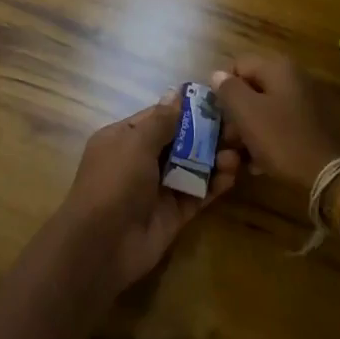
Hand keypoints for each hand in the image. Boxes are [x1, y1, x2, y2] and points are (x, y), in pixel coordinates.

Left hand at [58, 89, 234, 293]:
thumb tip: (177, 92)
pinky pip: (198, 194)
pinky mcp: (174, 214)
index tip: (219, 101)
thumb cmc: (114, 183)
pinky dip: (215, 184)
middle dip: (208, 134)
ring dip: (215, 159)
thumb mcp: (135, 143)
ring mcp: (158, 189)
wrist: (101, 246)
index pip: (160, 117)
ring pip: (193, 167)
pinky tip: (232, 176)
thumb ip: (162, 120)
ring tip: (237, 154)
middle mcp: (141, 161)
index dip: (187, 109)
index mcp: (124, 138)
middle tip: (238, 129)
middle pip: (181, 141)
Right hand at [210, 52, 339, 188]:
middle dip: (236, 112)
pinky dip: (267, 138)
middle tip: (227, 139)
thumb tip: (218, 75)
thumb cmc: (282, 138)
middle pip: (252, 88)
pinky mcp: (312, 123)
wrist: (328, 173)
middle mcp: (294, 77)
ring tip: (240, 155)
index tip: (217, 115)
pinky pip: (280, 124)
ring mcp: (306, 100)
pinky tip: (259, 162)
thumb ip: (228, 89)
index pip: (237, 65)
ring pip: (265, 108)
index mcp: (278, 67)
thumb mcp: (247, 113)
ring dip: (249, 129)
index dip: (222, 89)